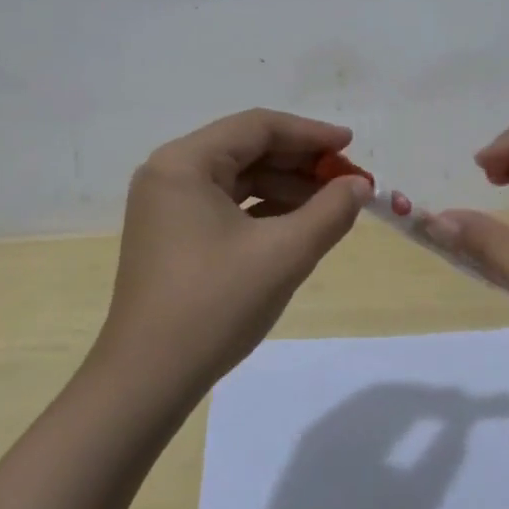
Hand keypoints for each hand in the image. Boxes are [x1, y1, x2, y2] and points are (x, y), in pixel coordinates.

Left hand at [96, 109, 372, 399]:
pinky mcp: (171, 233)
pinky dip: (263, 209)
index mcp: (185, 162)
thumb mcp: (284, 254)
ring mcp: (166, 204)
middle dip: (300, 162)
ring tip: (331, 204)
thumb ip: (330, 211)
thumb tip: (360, 185)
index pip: (257, 127)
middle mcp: (170, 172)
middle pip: (247, 149)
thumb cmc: (215, 306)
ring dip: (286, 186)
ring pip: (238, 177)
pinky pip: (225, 204)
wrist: (147, 381)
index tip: (351, 145)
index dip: (310, 134)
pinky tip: (298, 223)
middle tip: (348, 179)